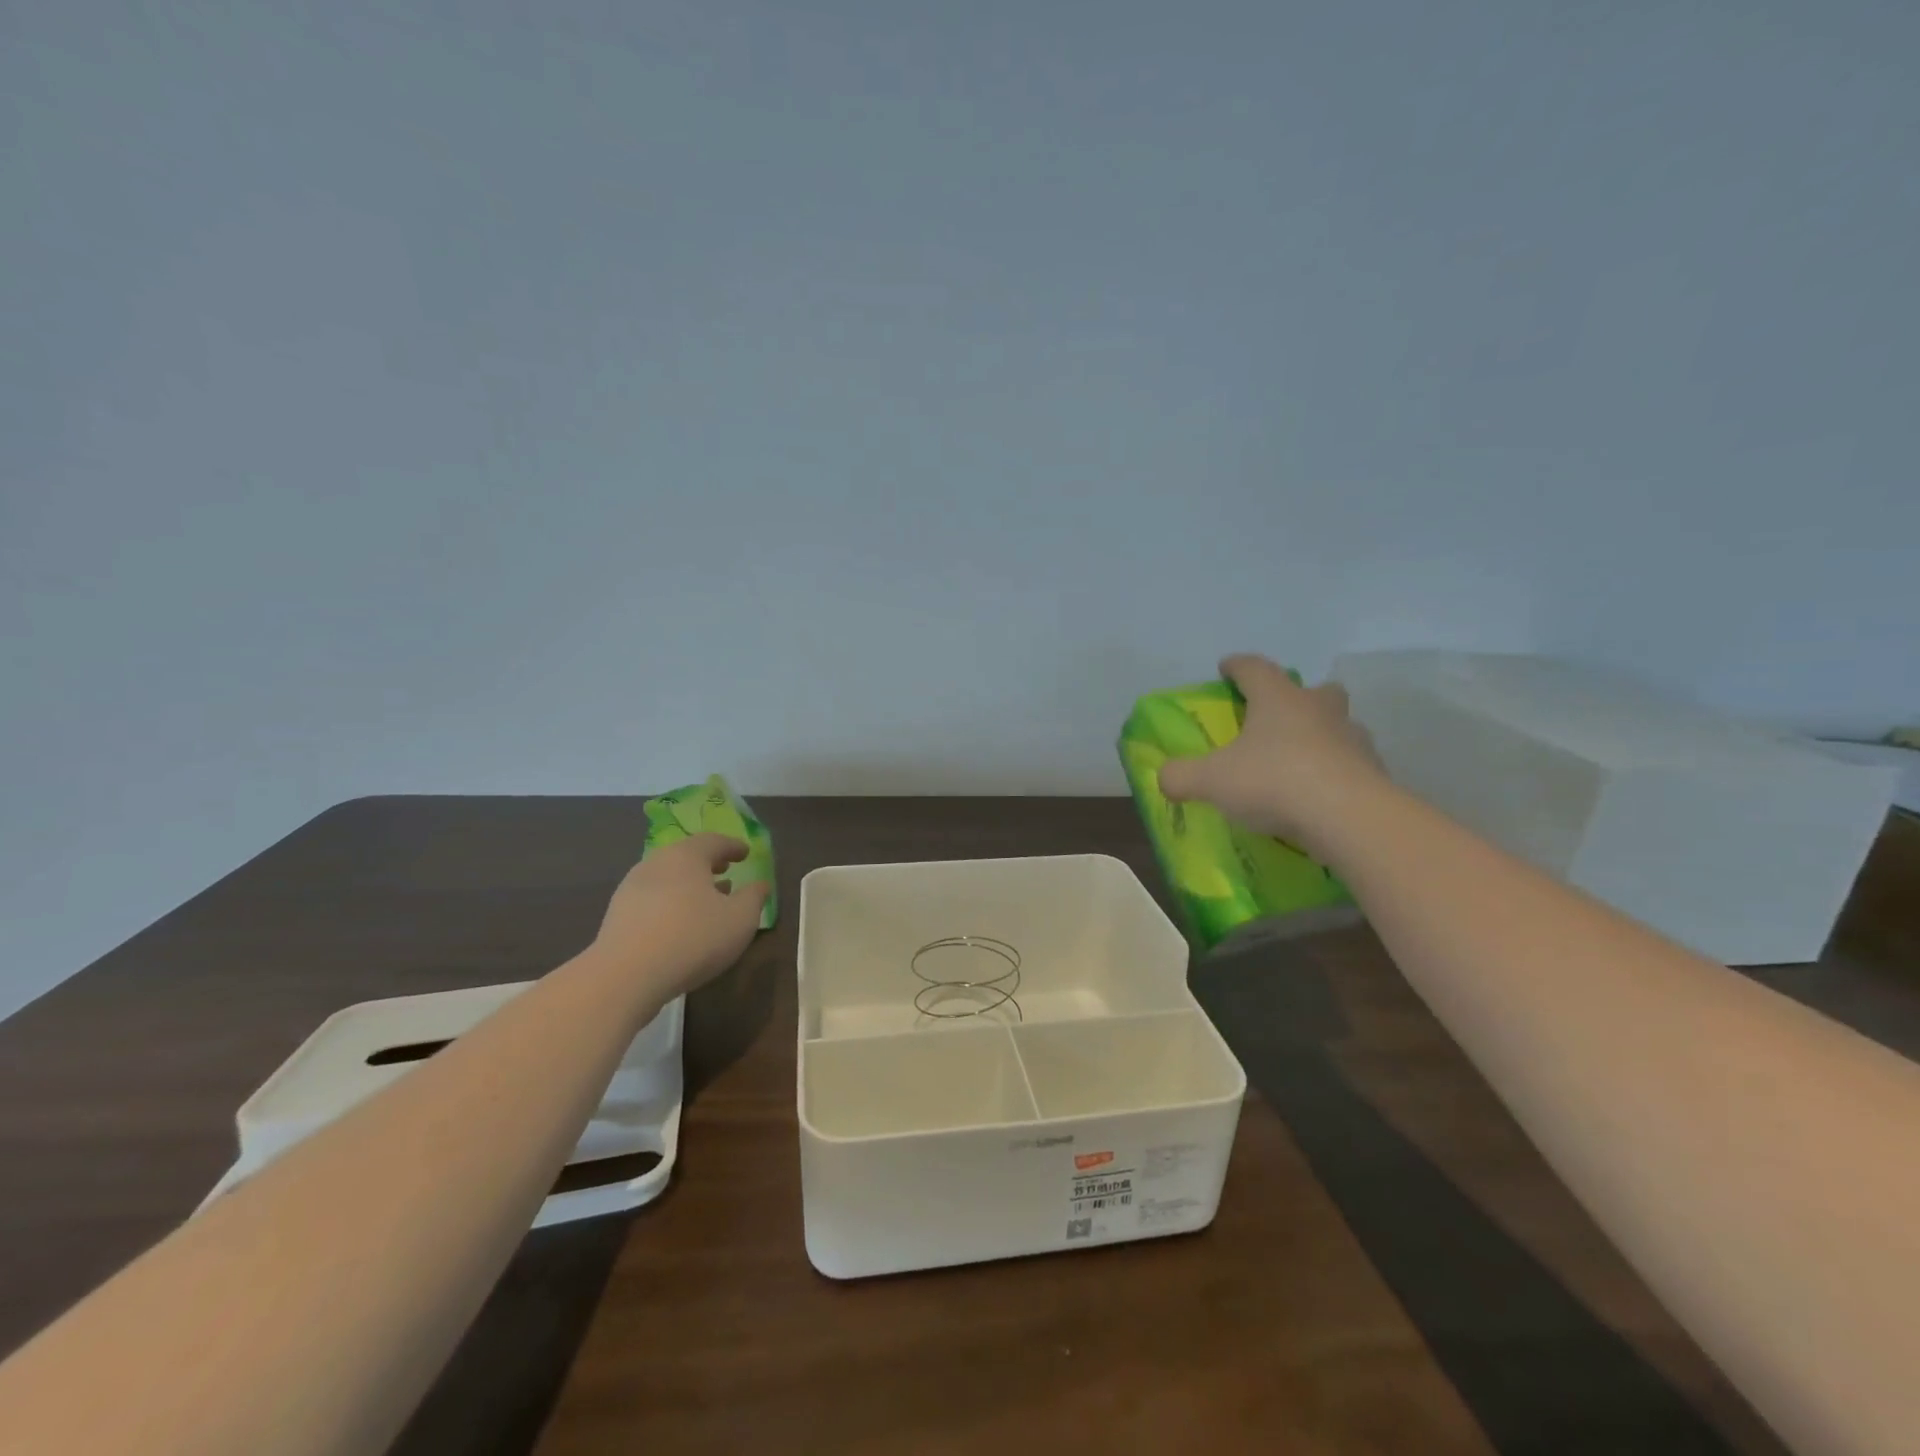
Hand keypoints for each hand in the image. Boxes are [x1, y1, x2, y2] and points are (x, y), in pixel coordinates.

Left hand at [593, 833, 768, 1000]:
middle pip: (686, 856)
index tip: (746, 852)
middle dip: (708, 863)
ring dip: (688, 884)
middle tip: (725, 870)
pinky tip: (679, 924)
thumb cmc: (693, 939)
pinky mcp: (617, 916)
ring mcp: (631, 889)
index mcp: (686, 856)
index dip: (733, 846)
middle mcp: (656, 863)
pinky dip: (670, 903)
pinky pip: (652, 899)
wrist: (625, 977)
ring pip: (667, 878)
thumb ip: (754, 898)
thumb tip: (760, 885)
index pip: (714, 841)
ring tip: (705, 900)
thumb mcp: (740, 919)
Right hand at [1157, 654, 1385, 850]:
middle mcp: (1318, 709)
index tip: (1226, 668)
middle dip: (1294, 698)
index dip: (1237, 667)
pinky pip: (1350, 763)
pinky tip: (1319, 795)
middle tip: (1275, 717)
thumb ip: (1181, 776)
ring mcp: (1351, 739)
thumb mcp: (1210, 781)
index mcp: (1277, 699)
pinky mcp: (1373, 771)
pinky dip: (1335, 772)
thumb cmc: (1274, 781)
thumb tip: (1164, 776)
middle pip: (1311, 690)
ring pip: (1336, 725)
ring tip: (1298, 761)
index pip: (1254, 668)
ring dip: (1319, 735)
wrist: (1348, 817)